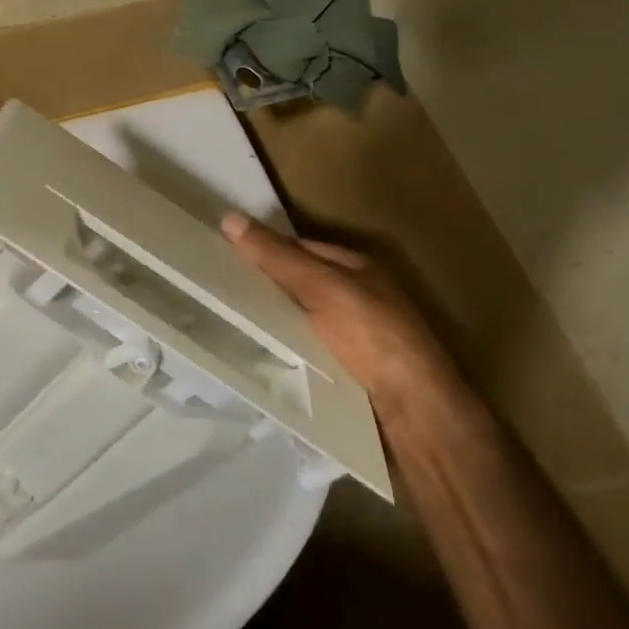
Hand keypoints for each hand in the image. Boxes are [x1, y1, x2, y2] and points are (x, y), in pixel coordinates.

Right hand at [222, 213, 454, 413]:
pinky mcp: (343, 369)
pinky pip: (301, 349)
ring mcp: (350, 336)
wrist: (413, 411)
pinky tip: (253, 352)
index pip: (298, 248)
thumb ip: (277, 256)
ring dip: (268, 320)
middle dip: (262, 286)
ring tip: (222, 319)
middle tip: (214, 289)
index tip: (220, 255)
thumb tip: (229, 217)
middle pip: (296, 284)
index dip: (263, 248)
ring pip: (296, 318)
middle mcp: (355, 297)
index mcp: (356, 269)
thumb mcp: (322, 287)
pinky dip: (280, 348)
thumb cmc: (372, 337)